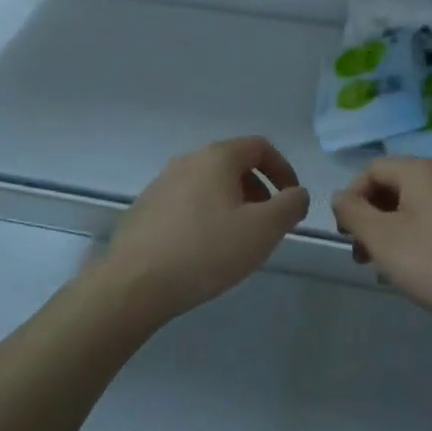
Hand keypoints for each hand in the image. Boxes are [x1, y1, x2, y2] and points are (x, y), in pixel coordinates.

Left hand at [103, 136, 309, 321]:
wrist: (134, 284)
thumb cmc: (206, 250)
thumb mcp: (263, 230)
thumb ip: (290, 205)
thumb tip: (297, 194)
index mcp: (217, 157)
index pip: (260, 147)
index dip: (283, 170)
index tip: (292, 200)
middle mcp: (187, 161)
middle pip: (234, 165)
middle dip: (259, 191)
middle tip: (268, 225)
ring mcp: (162, 184)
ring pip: (210, 185)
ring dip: (233, 205)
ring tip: (238, 241)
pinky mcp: (145, 209)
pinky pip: (187, 204)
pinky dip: (206, 217)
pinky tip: (205, 251)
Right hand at [331, 156, 431, 338]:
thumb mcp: (382, 238)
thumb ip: (353, 213)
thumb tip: (340, 197)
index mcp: (419, 171)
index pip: (370, 171)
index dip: (351, 199)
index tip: (345, 235)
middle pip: (391, 188)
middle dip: (369, 220)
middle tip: (361, 256)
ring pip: (410, 209)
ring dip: (389, 234)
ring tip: (383, 270)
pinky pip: (431, 224)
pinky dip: (413, 241)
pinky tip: (413, 273)